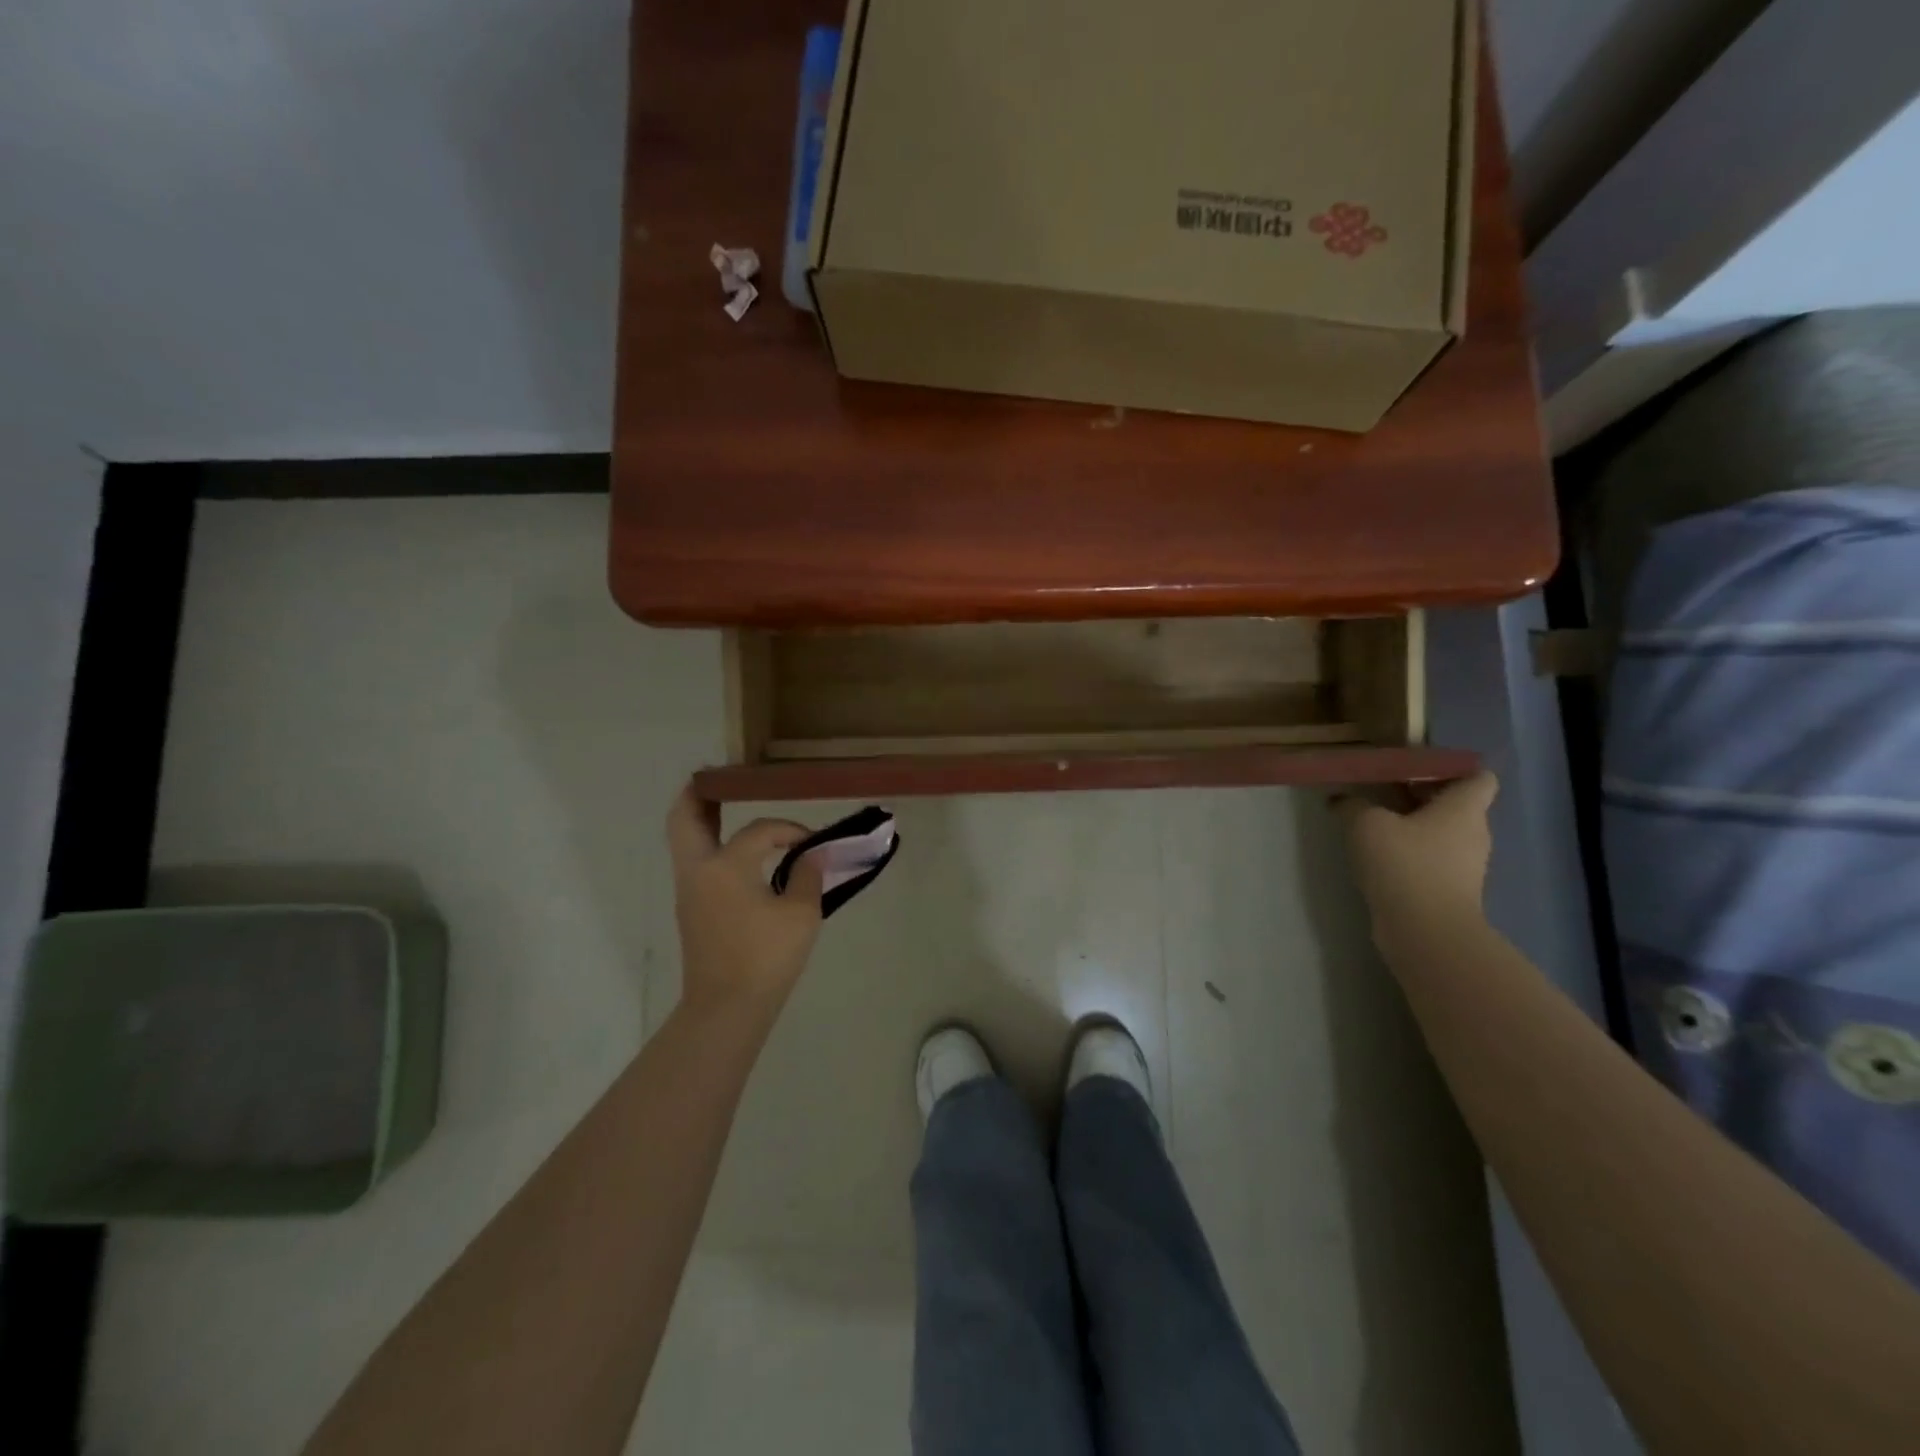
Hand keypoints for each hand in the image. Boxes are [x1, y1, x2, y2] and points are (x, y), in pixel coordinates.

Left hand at [666, 787, 823, 1016]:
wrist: (727, 1009)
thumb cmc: (766, 958)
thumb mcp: (801, 914)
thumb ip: (808, 874)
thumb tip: (812, 854)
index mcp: (725, 866)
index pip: (760, 831)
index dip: (789, 830)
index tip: (814, 843)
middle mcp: (698, 871)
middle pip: (684, 819)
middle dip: (697, 795)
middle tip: (716, 779)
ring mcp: (689, 892)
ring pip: (683, 842)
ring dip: (698, 820)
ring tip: (721, 806)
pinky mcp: (691, 911)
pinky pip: (694, 863)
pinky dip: (707, 845)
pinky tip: (734, 852)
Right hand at [1336, 771, 1497, 945]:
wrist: (1426, 932)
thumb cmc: (1405, 865)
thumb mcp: (1366, 824)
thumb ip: (1353, 804)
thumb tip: (1341, 798)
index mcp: (1464, 808)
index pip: (1478, 776)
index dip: (1451, 768)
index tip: (1415, 768)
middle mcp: (1473, 834)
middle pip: (1455, 804)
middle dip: (1421, 795)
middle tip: (1382, 790)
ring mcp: (1464, 866)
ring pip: (1441, 833)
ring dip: (1412, 825)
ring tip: (1373, 823)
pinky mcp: (1449, 890)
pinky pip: (1431, 859)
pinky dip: (1409, 853)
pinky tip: (1378, 856)